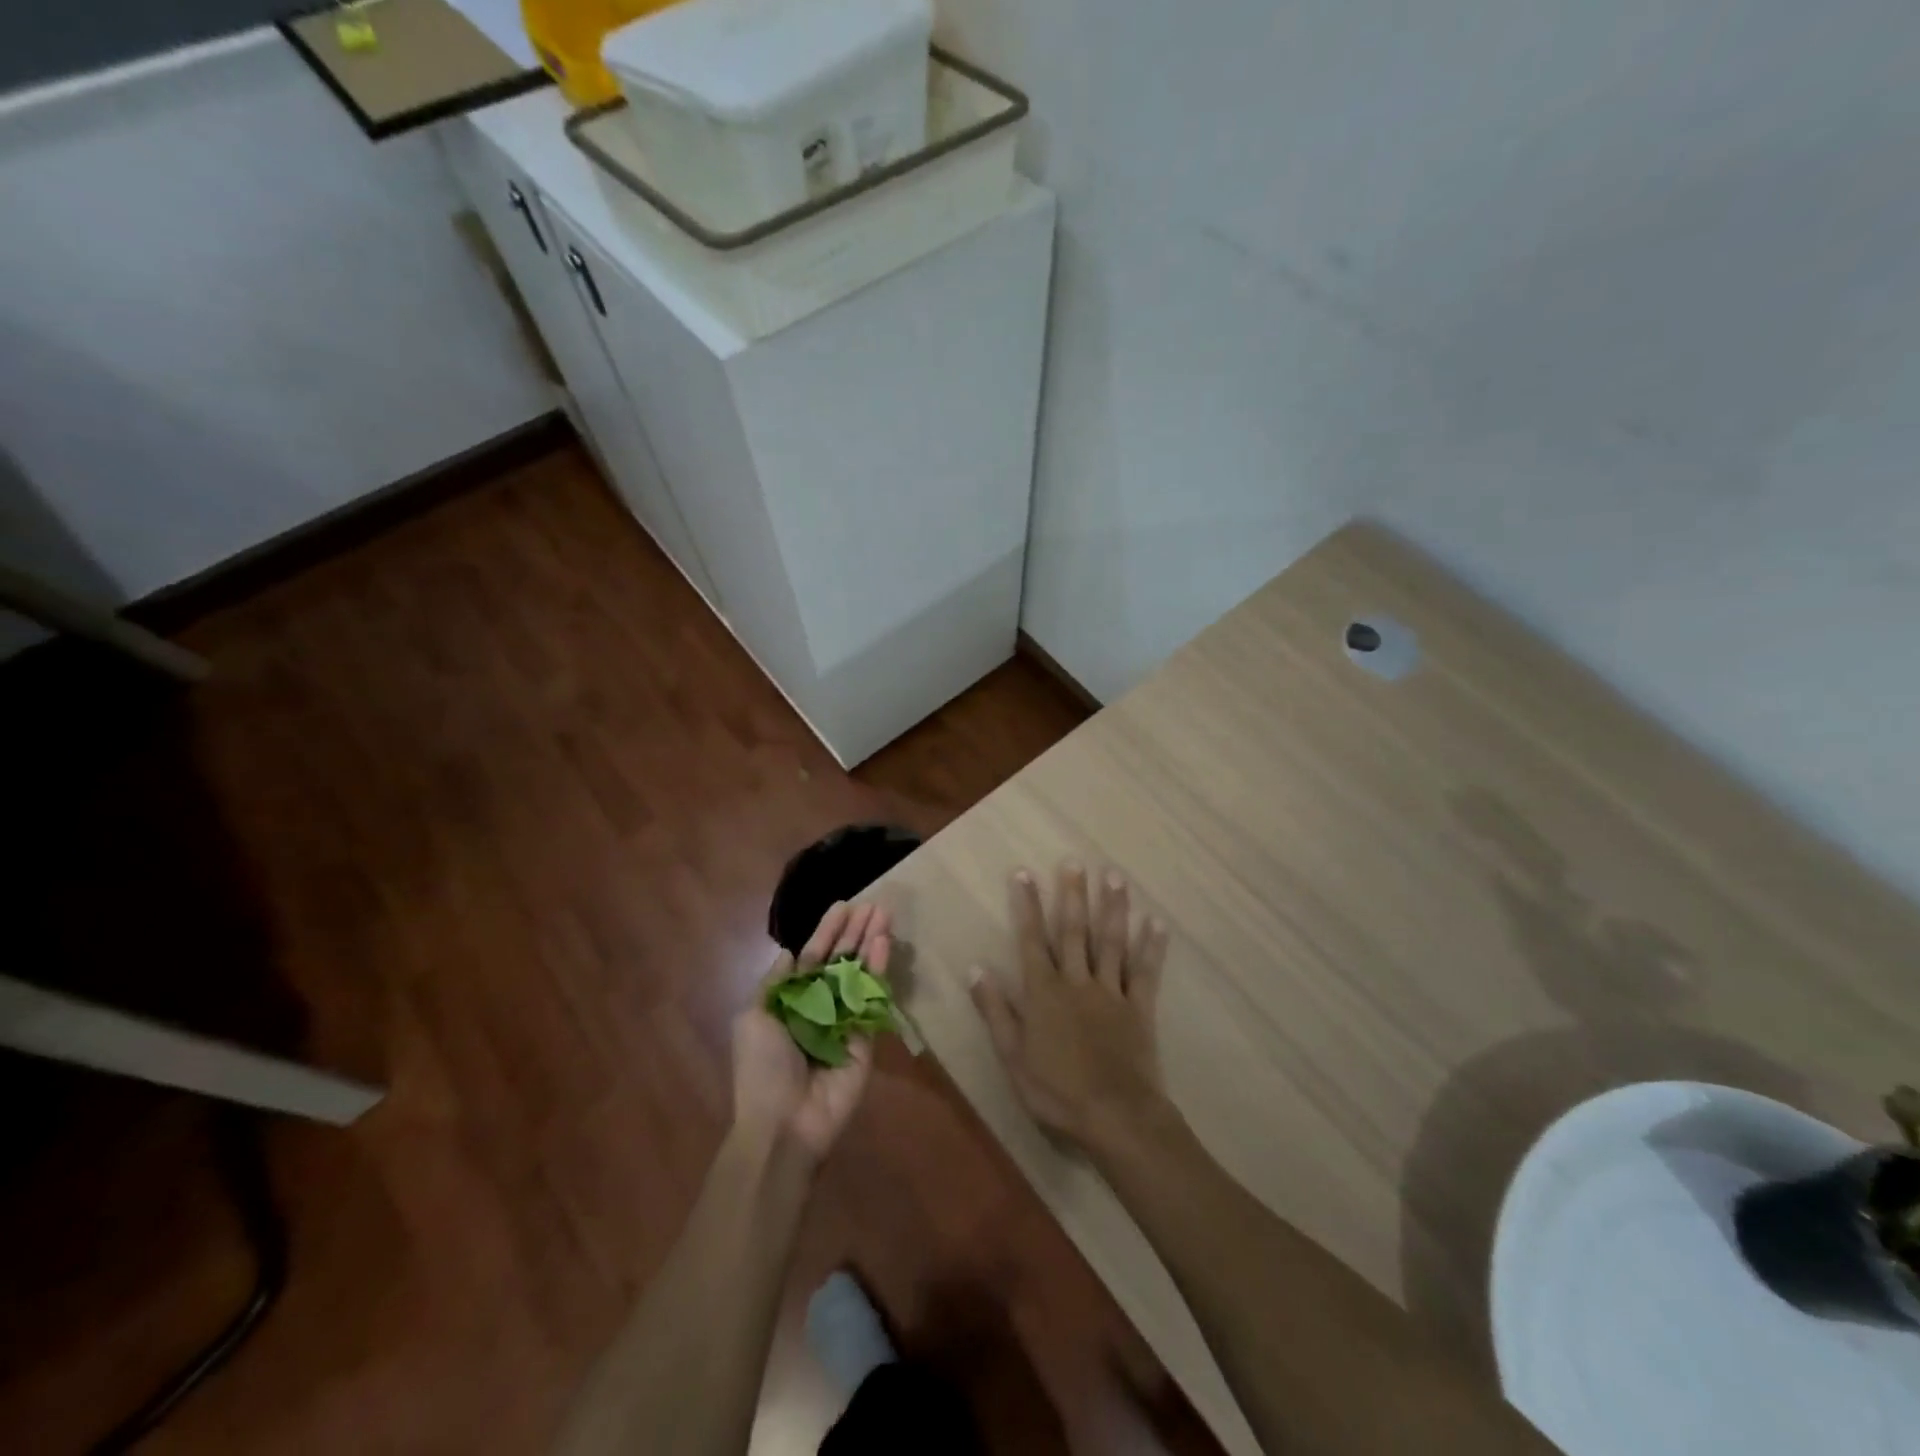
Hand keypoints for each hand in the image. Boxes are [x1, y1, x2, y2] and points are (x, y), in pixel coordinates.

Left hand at [733, 901, 890, 1163]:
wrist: (784, 1124)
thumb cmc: (762, 1069)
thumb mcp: (753, 1019)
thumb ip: (775, 984)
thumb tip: (789, 954)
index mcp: (792, 1002)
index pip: (813, 957)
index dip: (826, 932)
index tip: (843, 906)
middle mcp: (820, 1006)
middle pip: (841, 960)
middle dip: (855, 932)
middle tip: (873, 903)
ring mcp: (846, 1020)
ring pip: (860, 973)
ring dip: (871, 942)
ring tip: (884, 913)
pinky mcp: (867, 1036)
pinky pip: (873, 998)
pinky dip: (879, 970)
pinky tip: (884, 943)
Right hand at [968, 862, 1170, 1148]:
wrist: (1115, 1117)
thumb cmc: (1056, 1091)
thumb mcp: (1012, 1056)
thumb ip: (995, 1010)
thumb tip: (975, 968)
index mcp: (1044, 992)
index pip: (1031, 940)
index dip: (1027, 905)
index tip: (1024, 873)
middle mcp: (1077, 982)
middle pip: (1074, 931)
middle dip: (1073, 894)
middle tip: (1075, 861)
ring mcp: (1111, 992)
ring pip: (1111, 942)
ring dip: (1113, 908)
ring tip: (1115, 876)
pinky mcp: (1139, 1008)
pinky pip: (1145, 972)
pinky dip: (1151, 947)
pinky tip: (1156, 922)